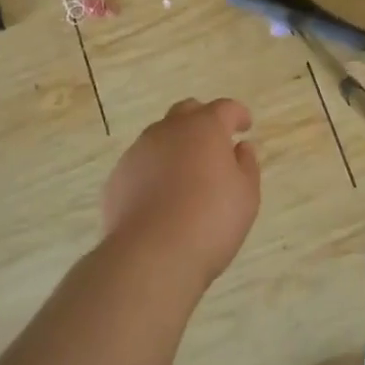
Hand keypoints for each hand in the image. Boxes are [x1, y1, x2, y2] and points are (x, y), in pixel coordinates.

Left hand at [102, 98, 260, 285]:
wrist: (151, 256)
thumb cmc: (211, 221)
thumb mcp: (246, 195)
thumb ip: (246, 165)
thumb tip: (240, 148)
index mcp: (204, 128)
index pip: (224, 108)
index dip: (237, 114)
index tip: (245, 126)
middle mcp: (168, 131)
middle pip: (187, 112)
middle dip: (202, 121)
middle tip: (215, 143)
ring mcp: (138, 152)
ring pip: (160, 137)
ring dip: (176, 146)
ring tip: (186, 175)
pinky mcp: (117, 177)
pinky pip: (141, 164)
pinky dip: (154, 171)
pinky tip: (160, 197)